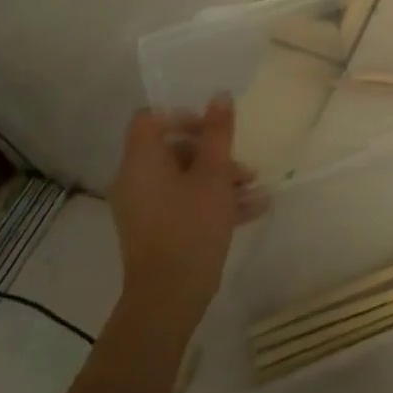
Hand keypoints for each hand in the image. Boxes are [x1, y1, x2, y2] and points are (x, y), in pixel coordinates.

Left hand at [108, 97, 261, 314]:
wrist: (169, 296)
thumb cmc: (191, 225)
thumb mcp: (214, 174)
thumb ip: (218, 133)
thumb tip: (220, 96)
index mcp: (141, 161)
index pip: (151, 120)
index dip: (183, 116)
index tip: (213, 128)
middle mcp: (136, 180)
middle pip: (173, 149)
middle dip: (213, 153)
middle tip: (243, 165)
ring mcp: (144, 208)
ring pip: (184, 179)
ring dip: (221, 178)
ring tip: (256, 187)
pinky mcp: (156, 231)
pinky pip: (185, 204)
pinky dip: (213, 201)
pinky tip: (254, 208)